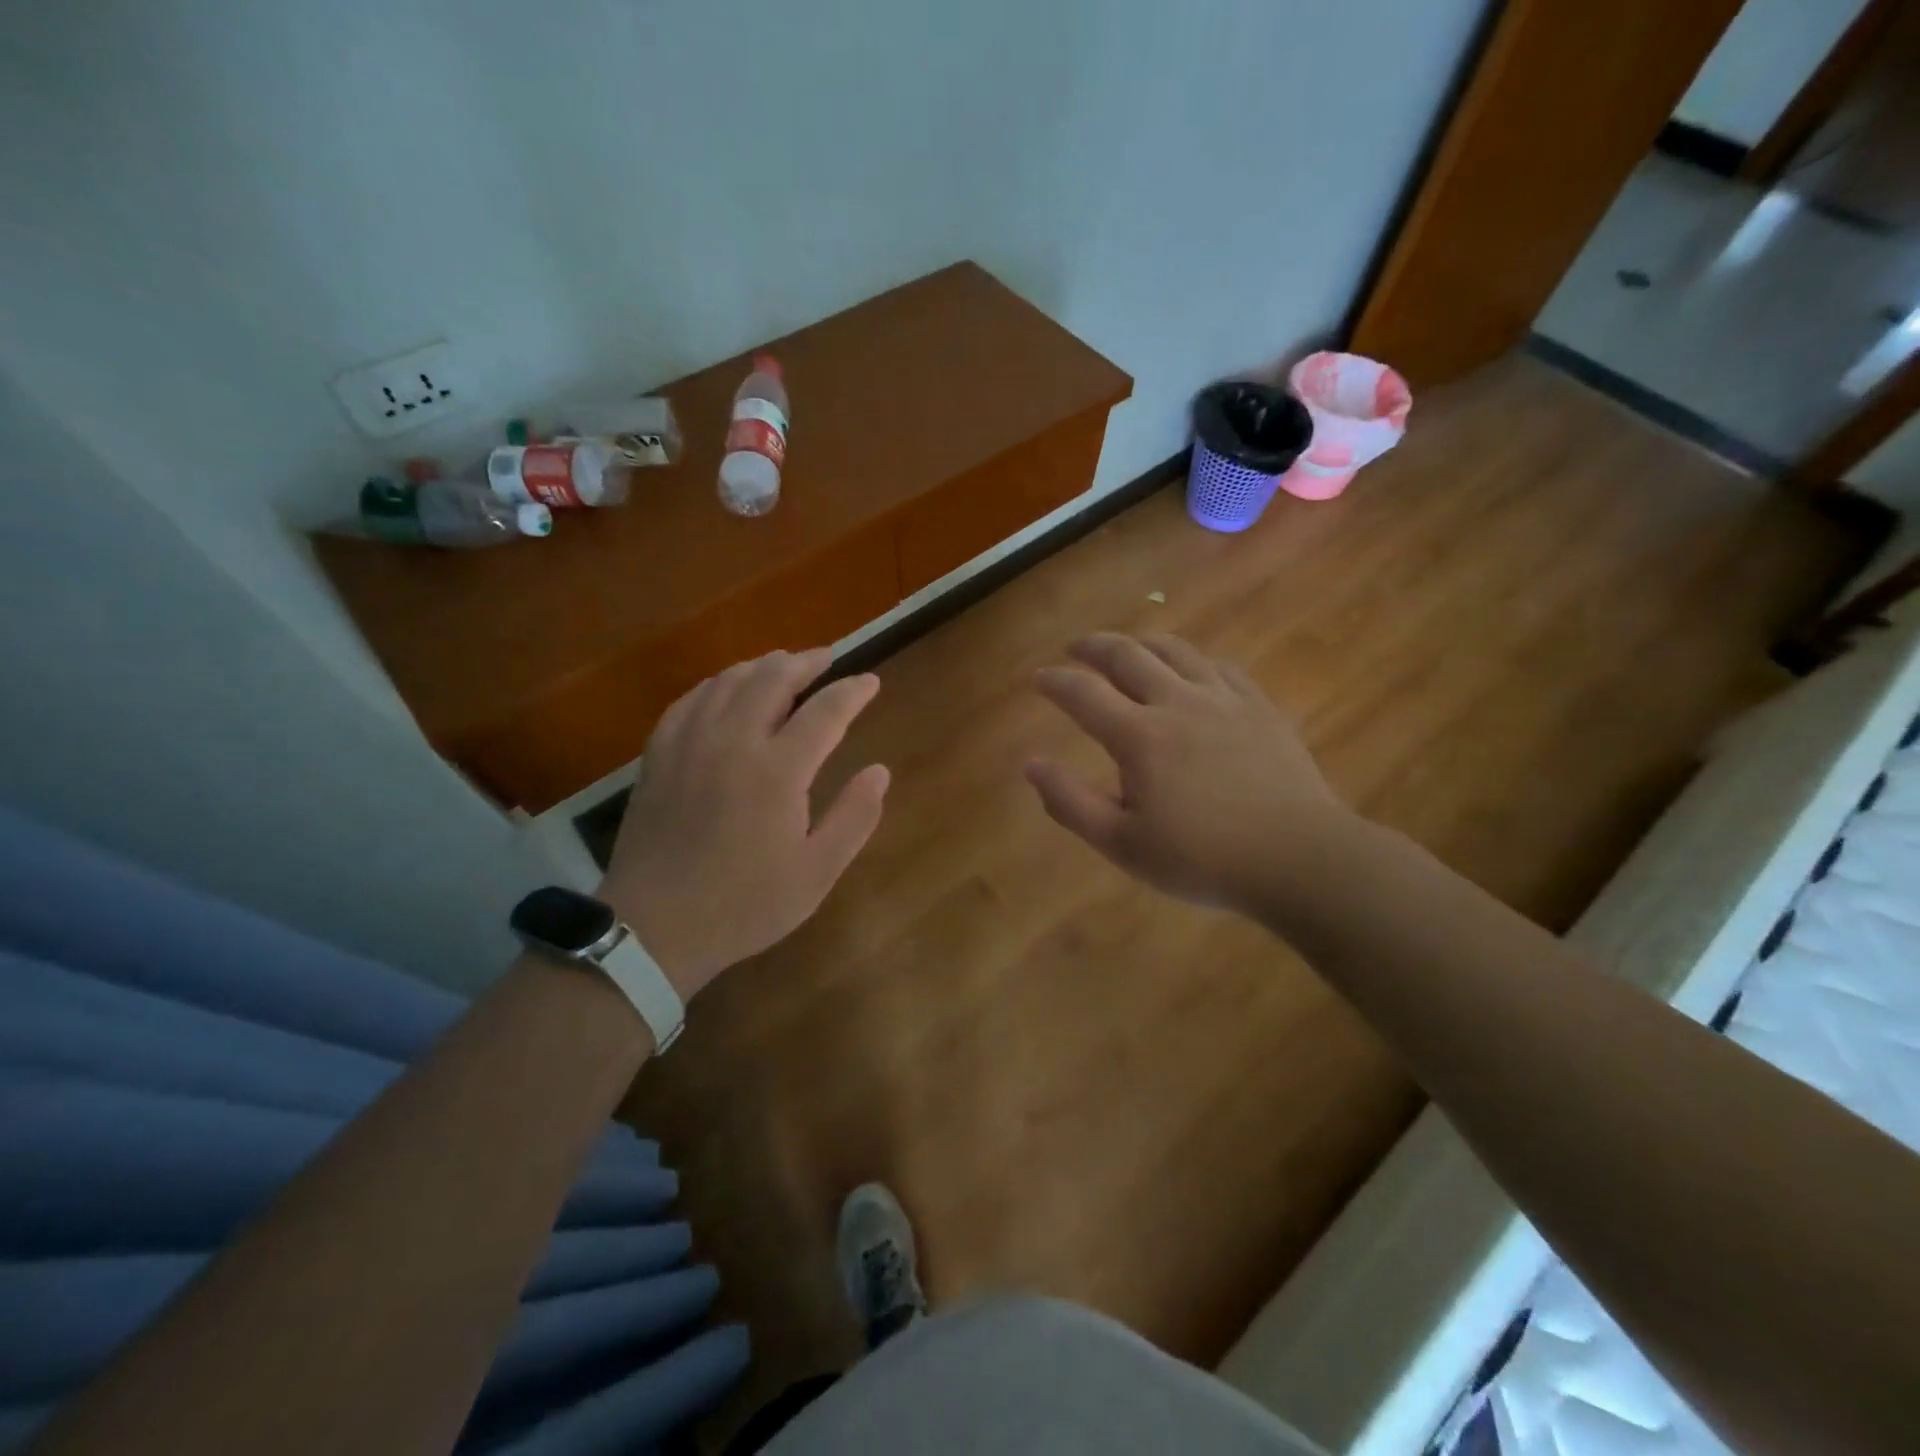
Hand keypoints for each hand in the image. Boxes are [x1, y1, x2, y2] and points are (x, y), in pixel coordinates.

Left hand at [598, 649, 889, 1001]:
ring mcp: (690, 743)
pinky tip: (724, 689)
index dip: (852, 691)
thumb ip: (854, 817)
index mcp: (778, 770)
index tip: (870, 681)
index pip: (825, 711)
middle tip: (827, 658)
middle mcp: (733, 741)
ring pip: (728, 681)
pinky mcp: (659, 755)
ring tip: (782, 665)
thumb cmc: (745, 904)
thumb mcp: (816, 873)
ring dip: (761, 666)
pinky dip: (716, 684)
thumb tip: (880, 771)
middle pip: (772, 678)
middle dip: (805, 662)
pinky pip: (690, 700)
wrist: (654, 927)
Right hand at [1025, 633, 1351, 915]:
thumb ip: (1070, 802)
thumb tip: (1031, 765)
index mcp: (1139, 736)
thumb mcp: (1122, 844)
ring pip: (1176, 650)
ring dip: (1142, 642)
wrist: (1298, 858)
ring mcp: (1224, 699)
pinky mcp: (1260, 707)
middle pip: (1128, 655)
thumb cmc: (1202, 858)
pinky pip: (1220, 666)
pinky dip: (1194, 660)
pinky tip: (1192, 669)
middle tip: (1076, 648)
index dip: (1055, 681)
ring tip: (1128, 647)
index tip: (1039, 678)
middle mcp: (1177, 703)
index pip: (1084, 693)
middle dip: (1094, 646)